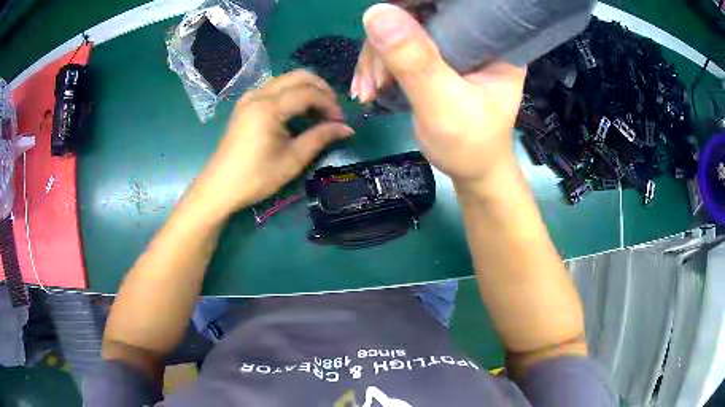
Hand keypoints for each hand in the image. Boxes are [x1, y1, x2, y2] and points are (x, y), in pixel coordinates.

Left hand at [197, 70, 353, 214]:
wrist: (219, 187)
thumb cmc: (256, 177)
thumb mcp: (292, 160)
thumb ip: (321, 138)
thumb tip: (347, 129)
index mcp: (269, 107)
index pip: (309, 93)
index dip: (330, 104)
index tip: (341, 123)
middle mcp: (259, 94)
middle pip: (299, 76)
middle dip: (321, 90)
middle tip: (333, 112)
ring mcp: (250, 97)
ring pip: (286, 79)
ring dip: (307, 90)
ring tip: (318, 113)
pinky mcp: (245, 104)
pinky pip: (274, 87)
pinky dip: (291, 93)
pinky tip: (297, 111)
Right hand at [352, 4, 525, 186]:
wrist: (472, 171)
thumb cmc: (470, 145)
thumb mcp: (444, 105)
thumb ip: (415, 61)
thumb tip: (375, 12)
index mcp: (492, 39)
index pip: (447, 4)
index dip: (409, 6)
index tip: (380, 30)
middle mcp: (473, 35)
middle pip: (418, 15)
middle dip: (385, 44)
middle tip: (372, 81)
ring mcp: (453, 45)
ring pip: (402, 30)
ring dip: (376, 59)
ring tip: (366, 92)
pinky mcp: (437, 57)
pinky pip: (399, 47)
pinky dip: (378, 67)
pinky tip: (368, 89)